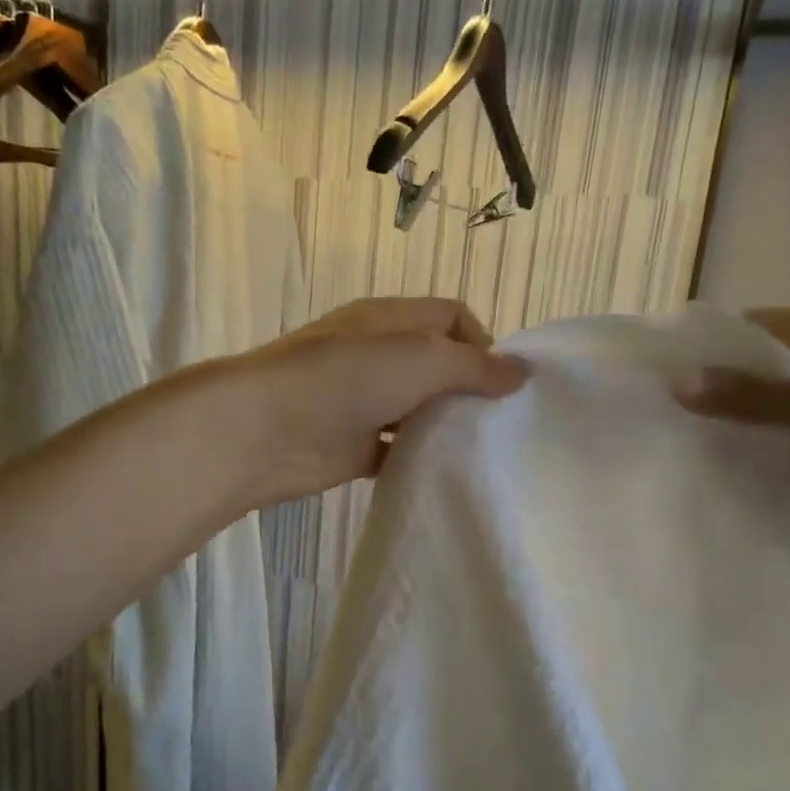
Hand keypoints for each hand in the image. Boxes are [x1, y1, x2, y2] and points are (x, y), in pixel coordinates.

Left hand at [238, 297, 530, 504]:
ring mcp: (362, 402)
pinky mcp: (352, 446)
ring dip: (445, 426)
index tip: (500, 383)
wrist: (267, 429)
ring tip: (479, 451)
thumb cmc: (347, 377)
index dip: (482, 343)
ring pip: (417, 410)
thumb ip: (474, 366)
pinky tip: (441, 473)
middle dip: (468, 389)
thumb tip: (522, 372)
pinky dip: (418, 459)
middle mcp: (377, 355)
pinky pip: (396, 449)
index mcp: (390, 319)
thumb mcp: (422, 358)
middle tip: (498, 423)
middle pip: (435, 365)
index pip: (450, 316)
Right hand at [677, 308, 789, 519]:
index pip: (750, 325)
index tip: (660, 377)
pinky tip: (764, 464)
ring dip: (755, 413)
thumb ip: (757, 397)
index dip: (705, 346)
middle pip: (768, 359)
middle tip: (672, 418)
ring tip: (705, 445)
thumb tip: (676, 381)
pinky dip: (787, 436)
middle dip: (723, 383)